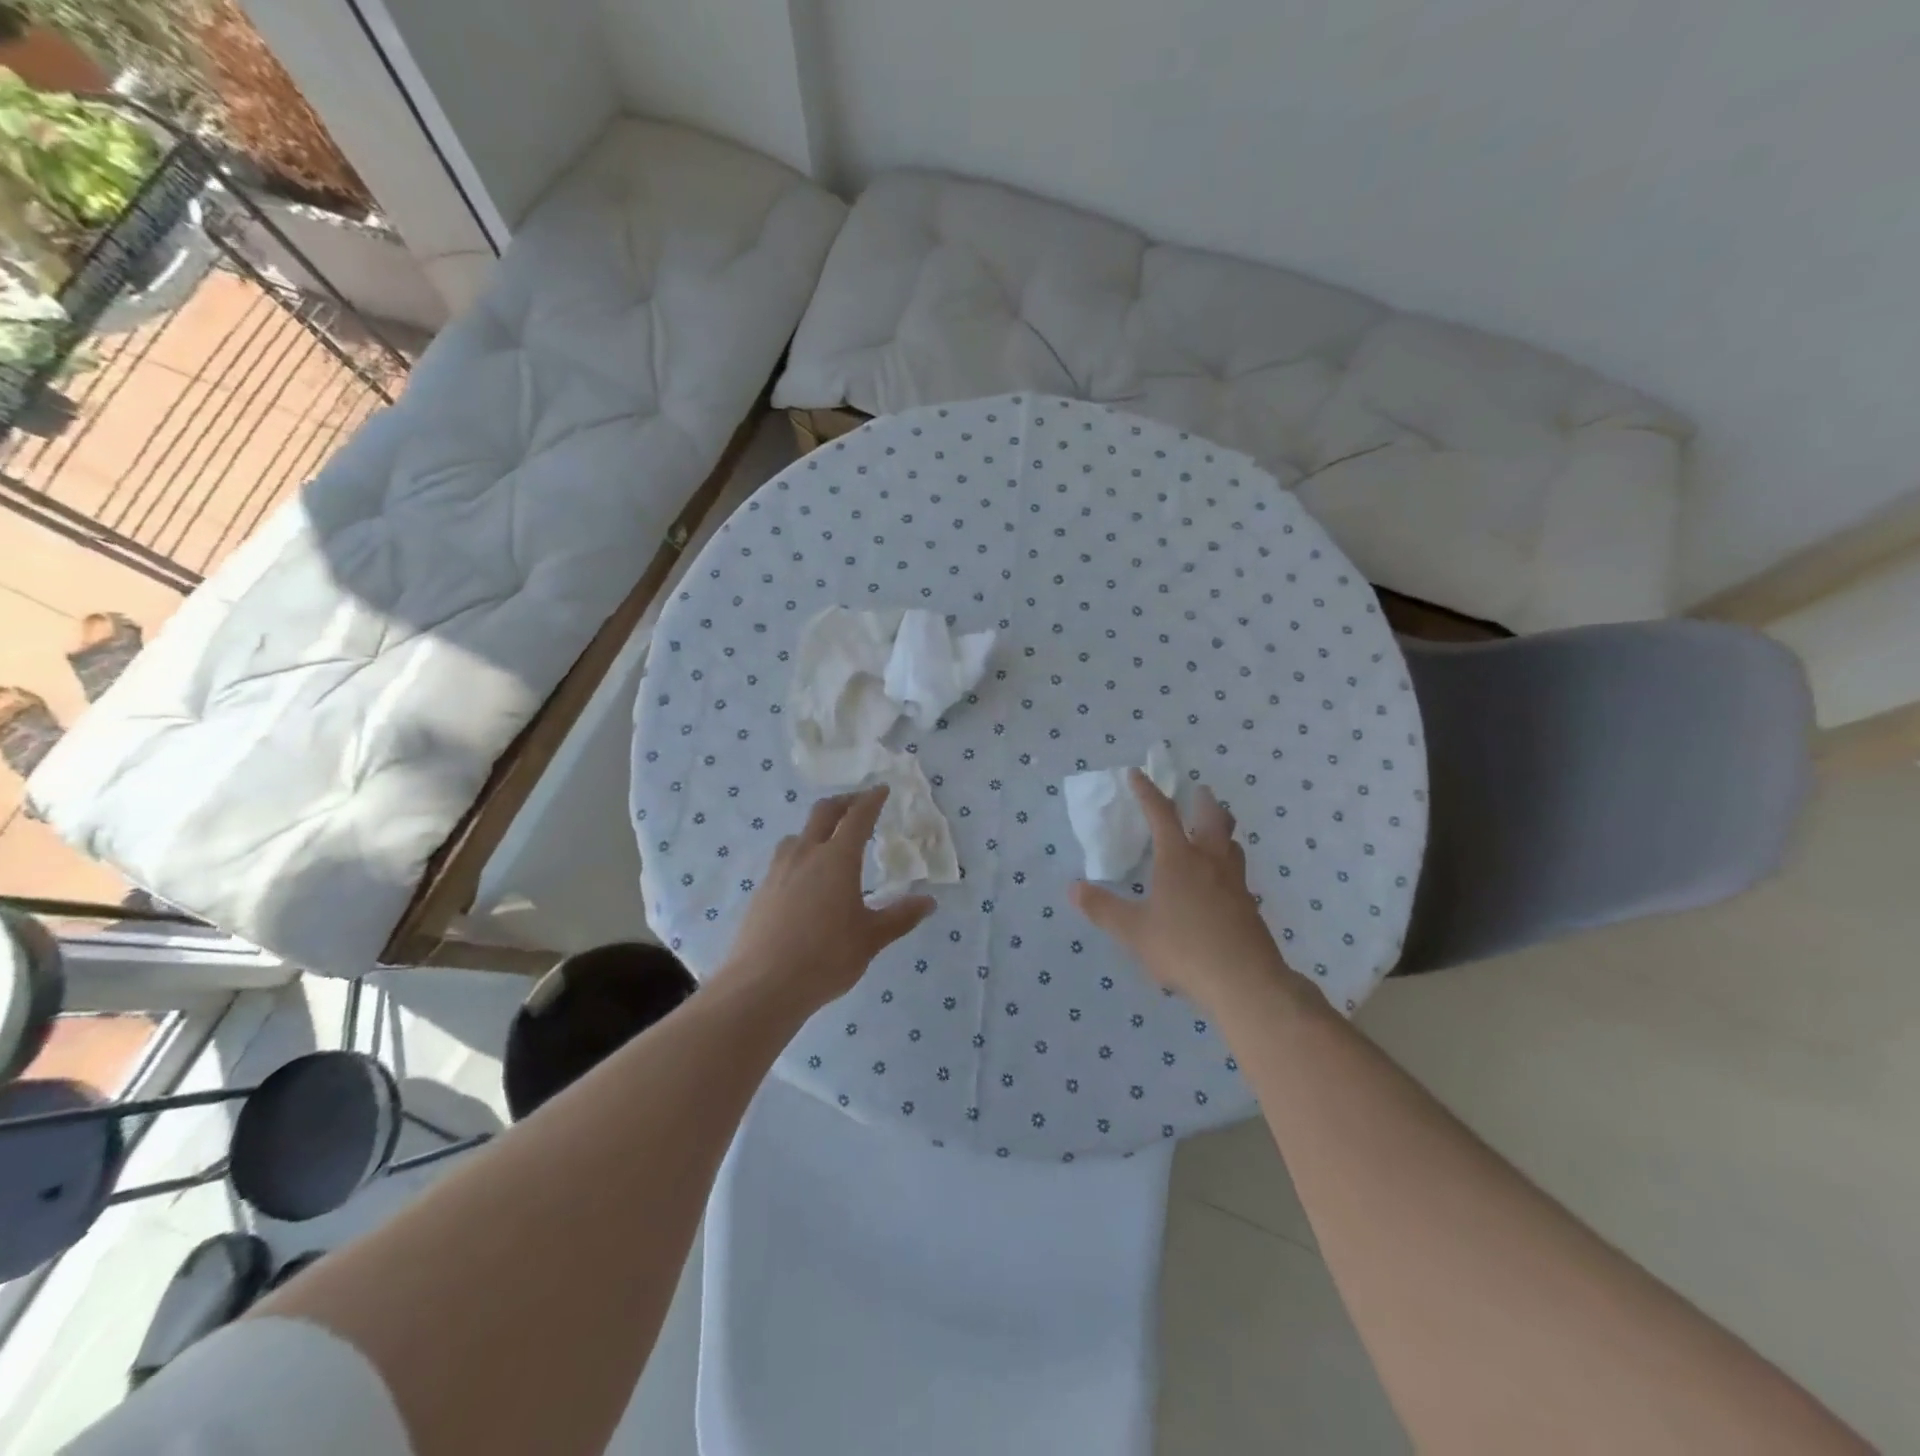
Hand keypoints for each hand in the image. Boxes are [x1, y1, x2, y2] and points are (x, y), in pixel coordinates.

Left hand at [717, 786, 934, 1016]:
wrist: (762, 985)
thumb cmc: (826, 958)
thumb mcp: (871, 938)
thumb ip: (900, 917)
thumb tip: (929, 902)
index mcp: (837, 859)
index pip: (857, 817)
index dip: (871, 800)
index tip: (881, 789)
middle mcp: (806, 854)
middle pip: (823, 812)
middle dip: (844, 802)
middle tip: (859, 804)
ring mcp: (778, 871)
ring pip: (798, 835)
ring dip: (817, 828)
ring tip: (830, 842)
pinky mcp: (761, 891)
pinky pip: (784, 859)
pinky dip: (801, 854)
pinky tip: (805, 880)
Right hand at [1071, 771, 1298, 1011]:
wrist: (1244, 981)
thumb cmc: (1183, 948)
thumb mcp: (1133, 931)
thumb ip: (1103, 909)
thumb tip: (1073, 888)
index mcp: (1179, 859)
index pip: (1161, 814)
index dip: (1147, 792)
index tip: (1137, 774)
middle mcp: (1210, 861)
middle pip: (1212, 818)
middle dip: (1202, 801)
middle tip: (1197, 791)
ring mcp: (1234, 882)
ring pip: (1231, 843)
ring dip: (1221, 829)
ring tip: (1212, 830)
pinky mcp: (1249, 905)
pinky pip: (1238, 871)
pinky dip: (1227, 862)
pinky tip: (1221, 881)